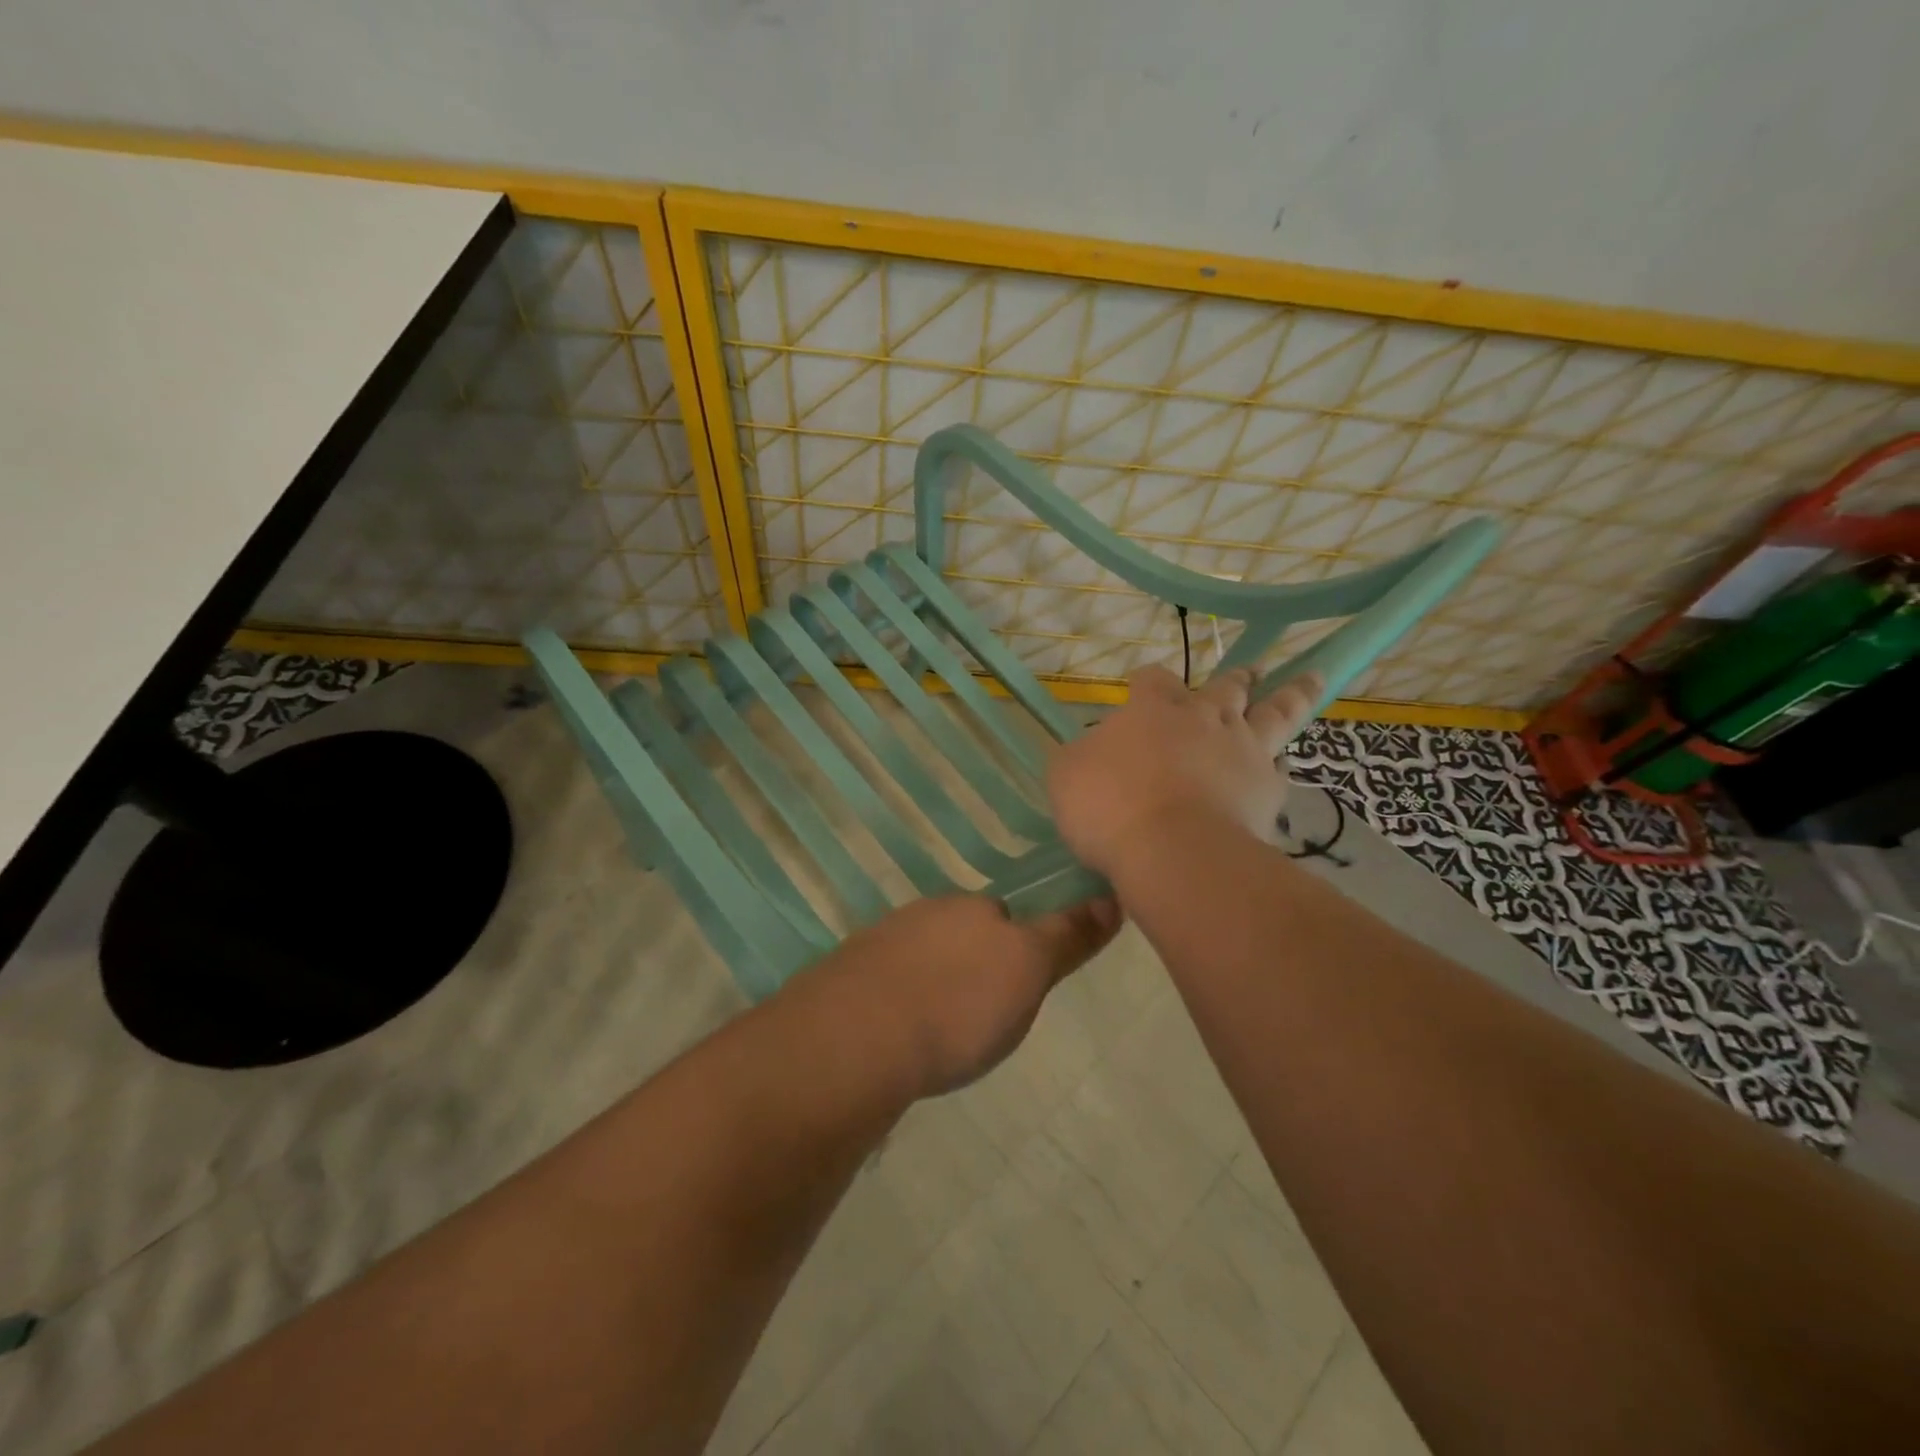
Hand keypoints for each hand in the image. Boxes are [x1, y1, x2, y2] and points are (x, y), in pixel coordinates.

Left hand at [814, 894, 1121, 1096]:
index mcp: (970, 909)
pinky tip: (899, 1039)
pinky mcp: (847, 977)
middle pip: (962, 934)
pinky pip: (887, 984)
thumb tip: (1110, 898)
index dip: (1018, 949)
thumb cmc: (957, 1007)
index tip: (1016, 989)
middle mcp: (925, 914)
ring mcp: (880, 942)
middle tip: (980, 1018)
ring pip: (923, 958)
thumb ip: (1067, 936)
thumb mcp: (1029, 971)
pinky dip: (899, 1003)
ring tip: (939, 1035)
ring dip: (934, 984)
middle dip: (974, 966)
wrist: (854, 1039)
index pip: (1007, 916)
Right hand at [1048, 665, 1322, 877]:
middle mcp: (1203, 718)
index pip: (1154, 679)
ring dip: (1291, 693)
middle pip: (1226, 686)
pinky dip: (1279, 764)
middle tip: (1252, 670)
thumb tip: (1093, 750)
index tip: (1144, 685)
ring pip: (1274, 712)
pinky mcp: (1267, 789)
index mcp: (1153, 709)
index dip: (1148, 680)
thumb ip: (1081, 755)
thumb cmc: (1109, 806)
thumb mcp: (1066, 775)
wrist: (1173, 851)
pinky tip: (1280, 768)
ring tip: (1309, 679)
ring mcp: (1242, 750)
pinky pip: (1280, 769)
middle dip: (1236, 677)